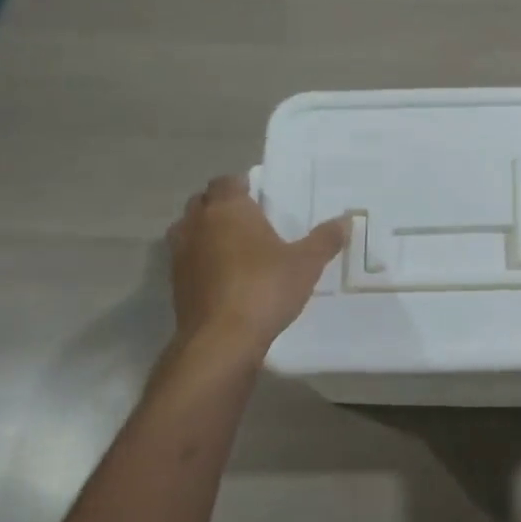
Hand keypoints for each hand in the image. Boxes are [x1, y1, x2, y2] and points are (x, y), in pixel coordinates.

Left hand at [169, 175, 348, 354]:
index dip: (242, 184)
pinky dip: (202, 260)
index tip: (261, 195)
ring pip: (189, 229)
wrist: (221, 340)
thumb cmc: (264, 289)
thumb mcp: (306, 264)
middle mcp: (197, 224)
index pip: (227, 181)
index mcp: (227, 208)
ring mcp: (180, 254)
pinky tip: (225, 276)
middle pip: (204, 201)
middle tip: (250, 219)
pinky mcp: (175, 283)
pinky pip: (188, 259)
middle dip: (222, 205)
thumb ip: (325, 239)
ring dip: (207, 231)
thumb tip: (345, 220)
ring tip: (235, 246)